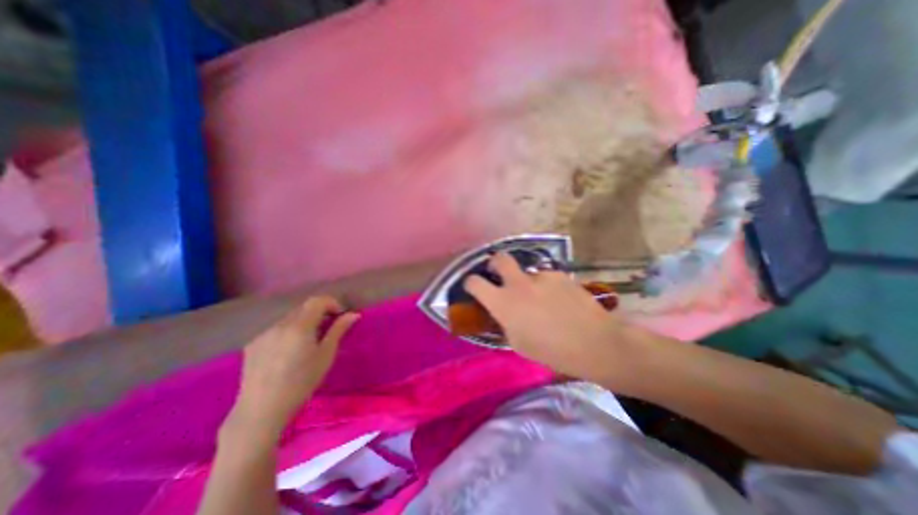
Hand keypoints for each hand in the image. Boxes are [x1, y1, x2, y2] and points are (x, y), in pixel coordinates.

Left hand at [228, 296, 360, 444]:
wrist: (261, 411)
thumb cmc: (301, 382)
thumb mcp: (326, 355)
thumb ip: (338, 330)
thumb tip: (353, 314)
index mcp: (299, 326)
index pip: (317, 300)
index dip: (332, 303)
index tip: (340, 315)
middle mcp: (279, 324)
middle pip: (303, 308)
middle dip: (319, 312)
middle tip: (328, 329)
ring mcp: (263, 334)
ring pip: (289, 318)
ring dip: (303, 322)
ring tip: (308, 342)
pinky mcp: (252, 344)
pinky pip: (276, 329)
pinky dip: (288, 332)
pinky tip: (289, 352)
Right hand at [466, 254, 639, 385]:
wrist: (593, 343)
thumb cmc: (551, 351)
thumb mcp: (517, 343)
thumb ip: (504, 322)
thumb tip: (501, 311)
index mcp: (503, 303)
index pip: (475, 283)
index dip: (470, 282)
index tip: (473, 286)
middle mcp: (519, 284)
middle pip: (499, 258)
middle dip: (494, 263)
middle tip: (498, 273)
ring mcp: (540, 276)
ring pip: (526, 272)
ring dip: (527, 282)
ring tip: (541, 299)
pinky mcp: (559, 274)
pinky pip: (546, 277)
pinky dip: (546, 286)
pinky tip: (559, 300)